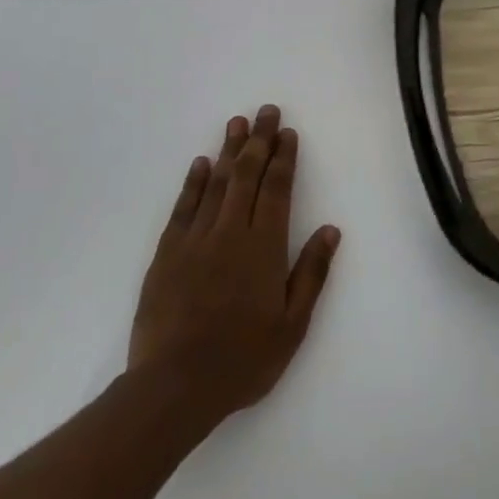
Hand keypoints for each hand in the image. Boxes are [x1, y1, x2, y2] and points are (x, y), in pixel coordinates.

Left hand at [127, 105, 340, 434]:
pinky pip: (183, 207)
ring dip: (228, 150)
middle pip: (247, 175)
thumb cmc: (242, 360)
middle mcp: (231, 232)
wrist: (173, 387)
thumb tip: (331, 230)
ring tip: (237, 123)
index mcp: (264, 247)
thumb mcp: (292, 325)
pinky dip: (193, 182)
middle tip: (266, 111)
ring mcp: (196, 240)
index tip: (288, 133)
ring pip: (215, 183)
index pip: (277, 189)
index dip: (284, 158)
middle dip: (259, 141)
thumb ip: (311, 273)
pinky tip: (199, 164)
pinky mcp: (167, 253)